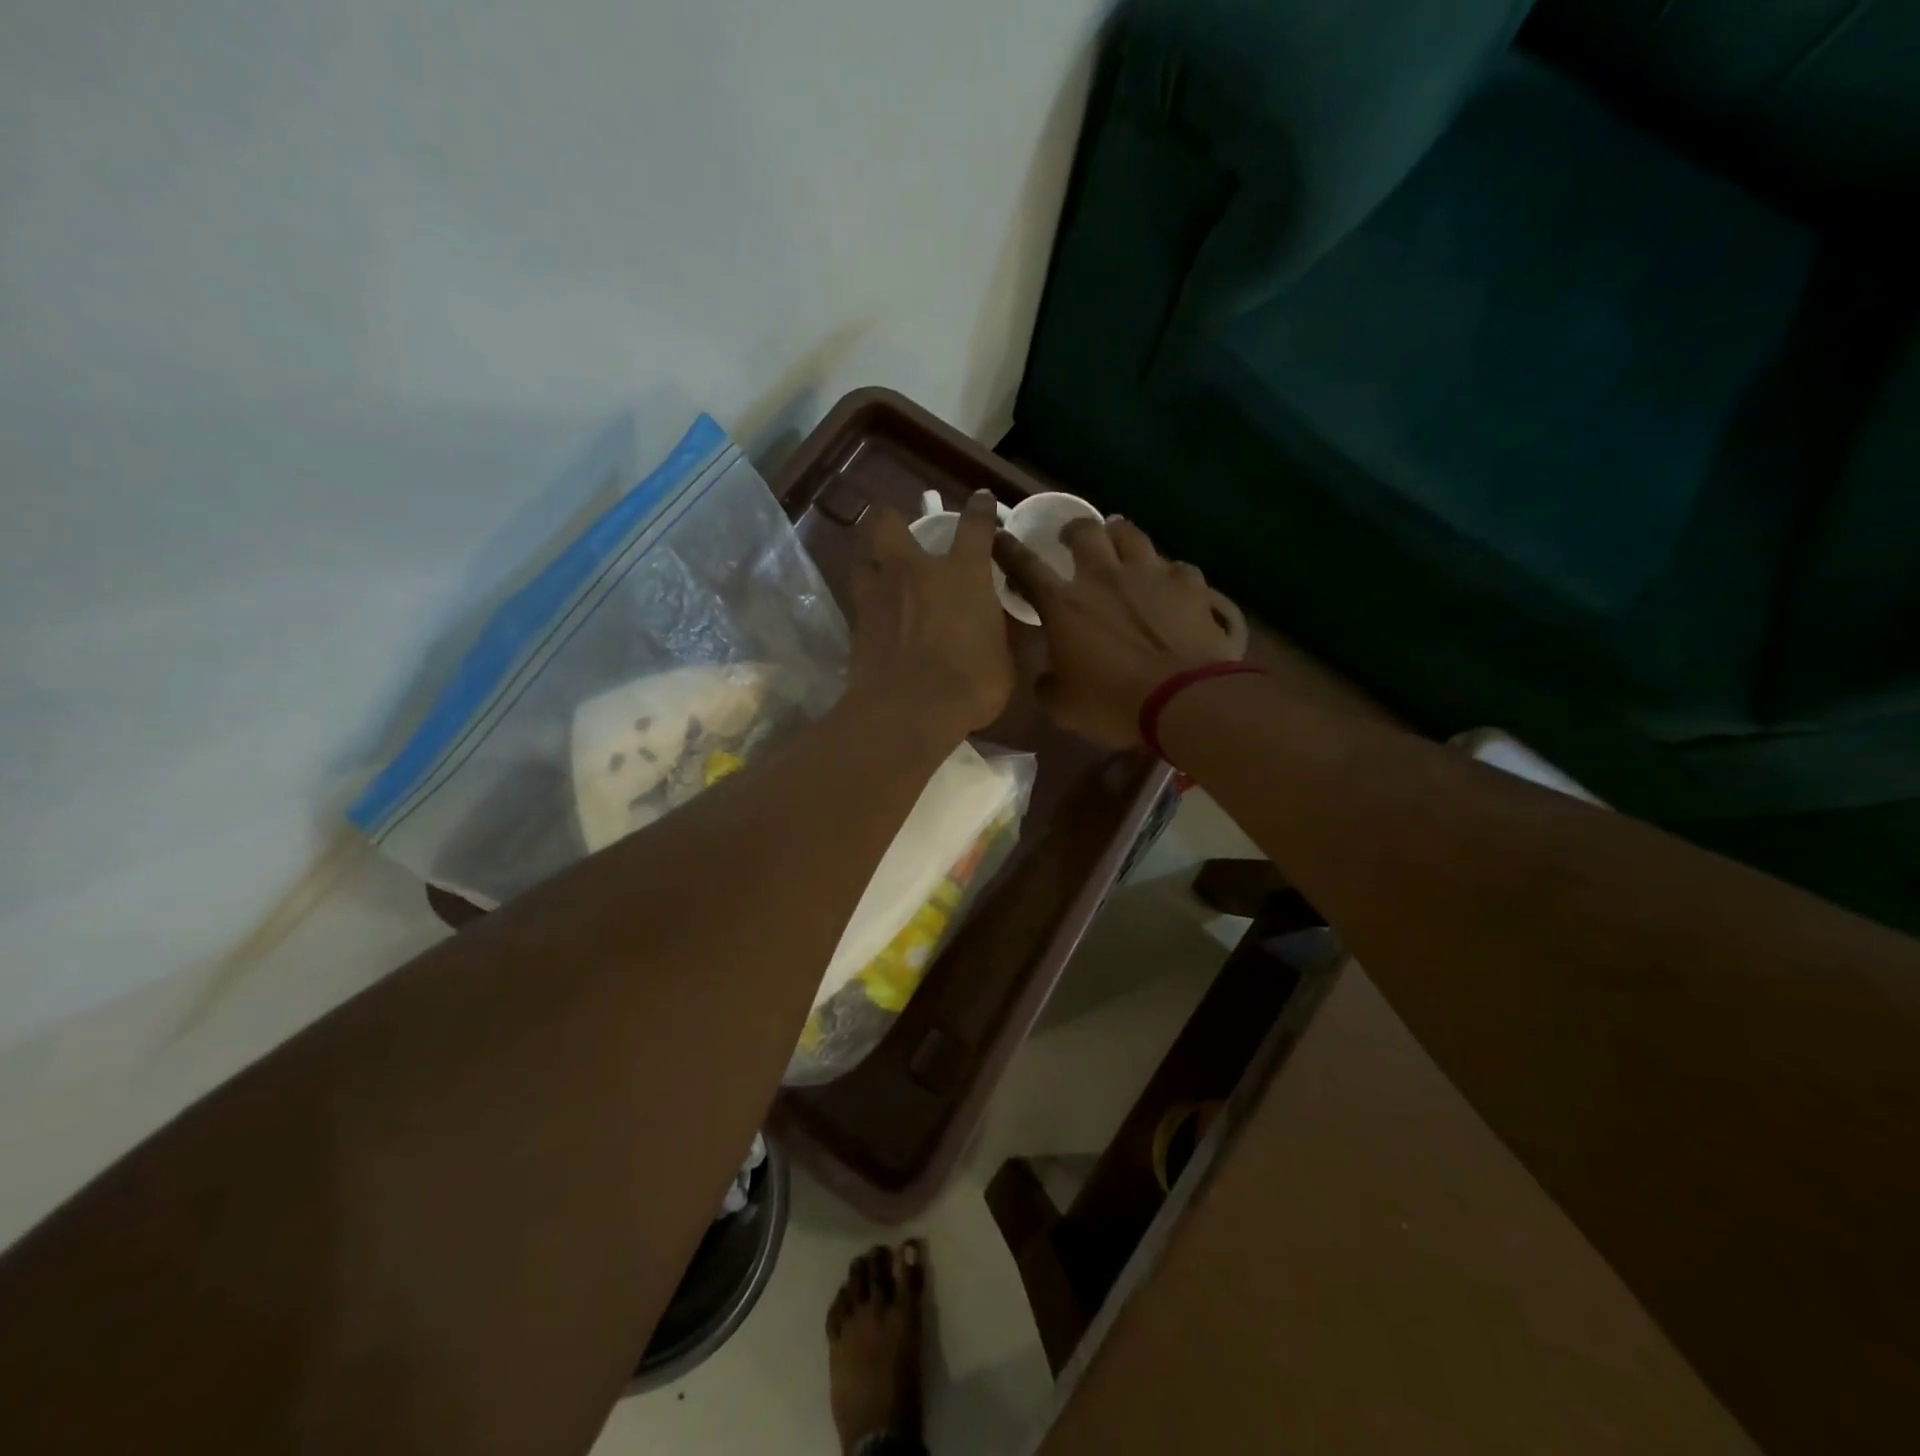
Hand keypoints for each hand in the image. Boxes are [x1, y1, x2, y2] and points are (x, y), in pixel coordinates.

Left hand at [847, 490, 1015, 744]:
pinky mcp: (856, 622)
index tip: (981, 501)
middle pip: (889, 522)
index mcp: (963, 574)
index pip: (975, 526)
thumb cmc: (970, 684)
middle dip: (893, 520)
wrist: (909, 711)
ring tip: (882, 573)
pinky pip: (858, 598)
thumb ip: (999, 635)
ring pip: (863, 555)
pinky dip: (867, 601)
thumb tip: (998, 629)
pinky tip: (875, 615)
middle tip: (903, 535)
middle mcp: (915, 571)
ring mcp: (879, 593)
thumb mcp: (1004, 661)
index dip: (980, 509)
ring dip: (872, 559)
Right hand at [994, 516, 1241, 747]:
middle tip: (1072, 538)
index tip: (999, 535)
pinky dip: (1168, 573)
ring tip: (1119, 539)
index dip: (1008, 549)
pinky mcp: (1189, 584)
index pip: (1026, 565)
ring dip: (1119, 534)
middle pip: (1084, 531)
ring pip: (1131, 534)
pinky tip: (1170, 584)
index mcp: (1064, 604)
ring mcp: (1150, 574)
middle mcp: (1103, 576)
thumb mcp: (1063, 706)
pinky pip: (1176, 566)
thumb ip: (1048, 683)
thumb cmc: (1113, 704)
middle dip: (1074, 530)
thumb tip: (1048, 675)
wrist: (1184, 701)